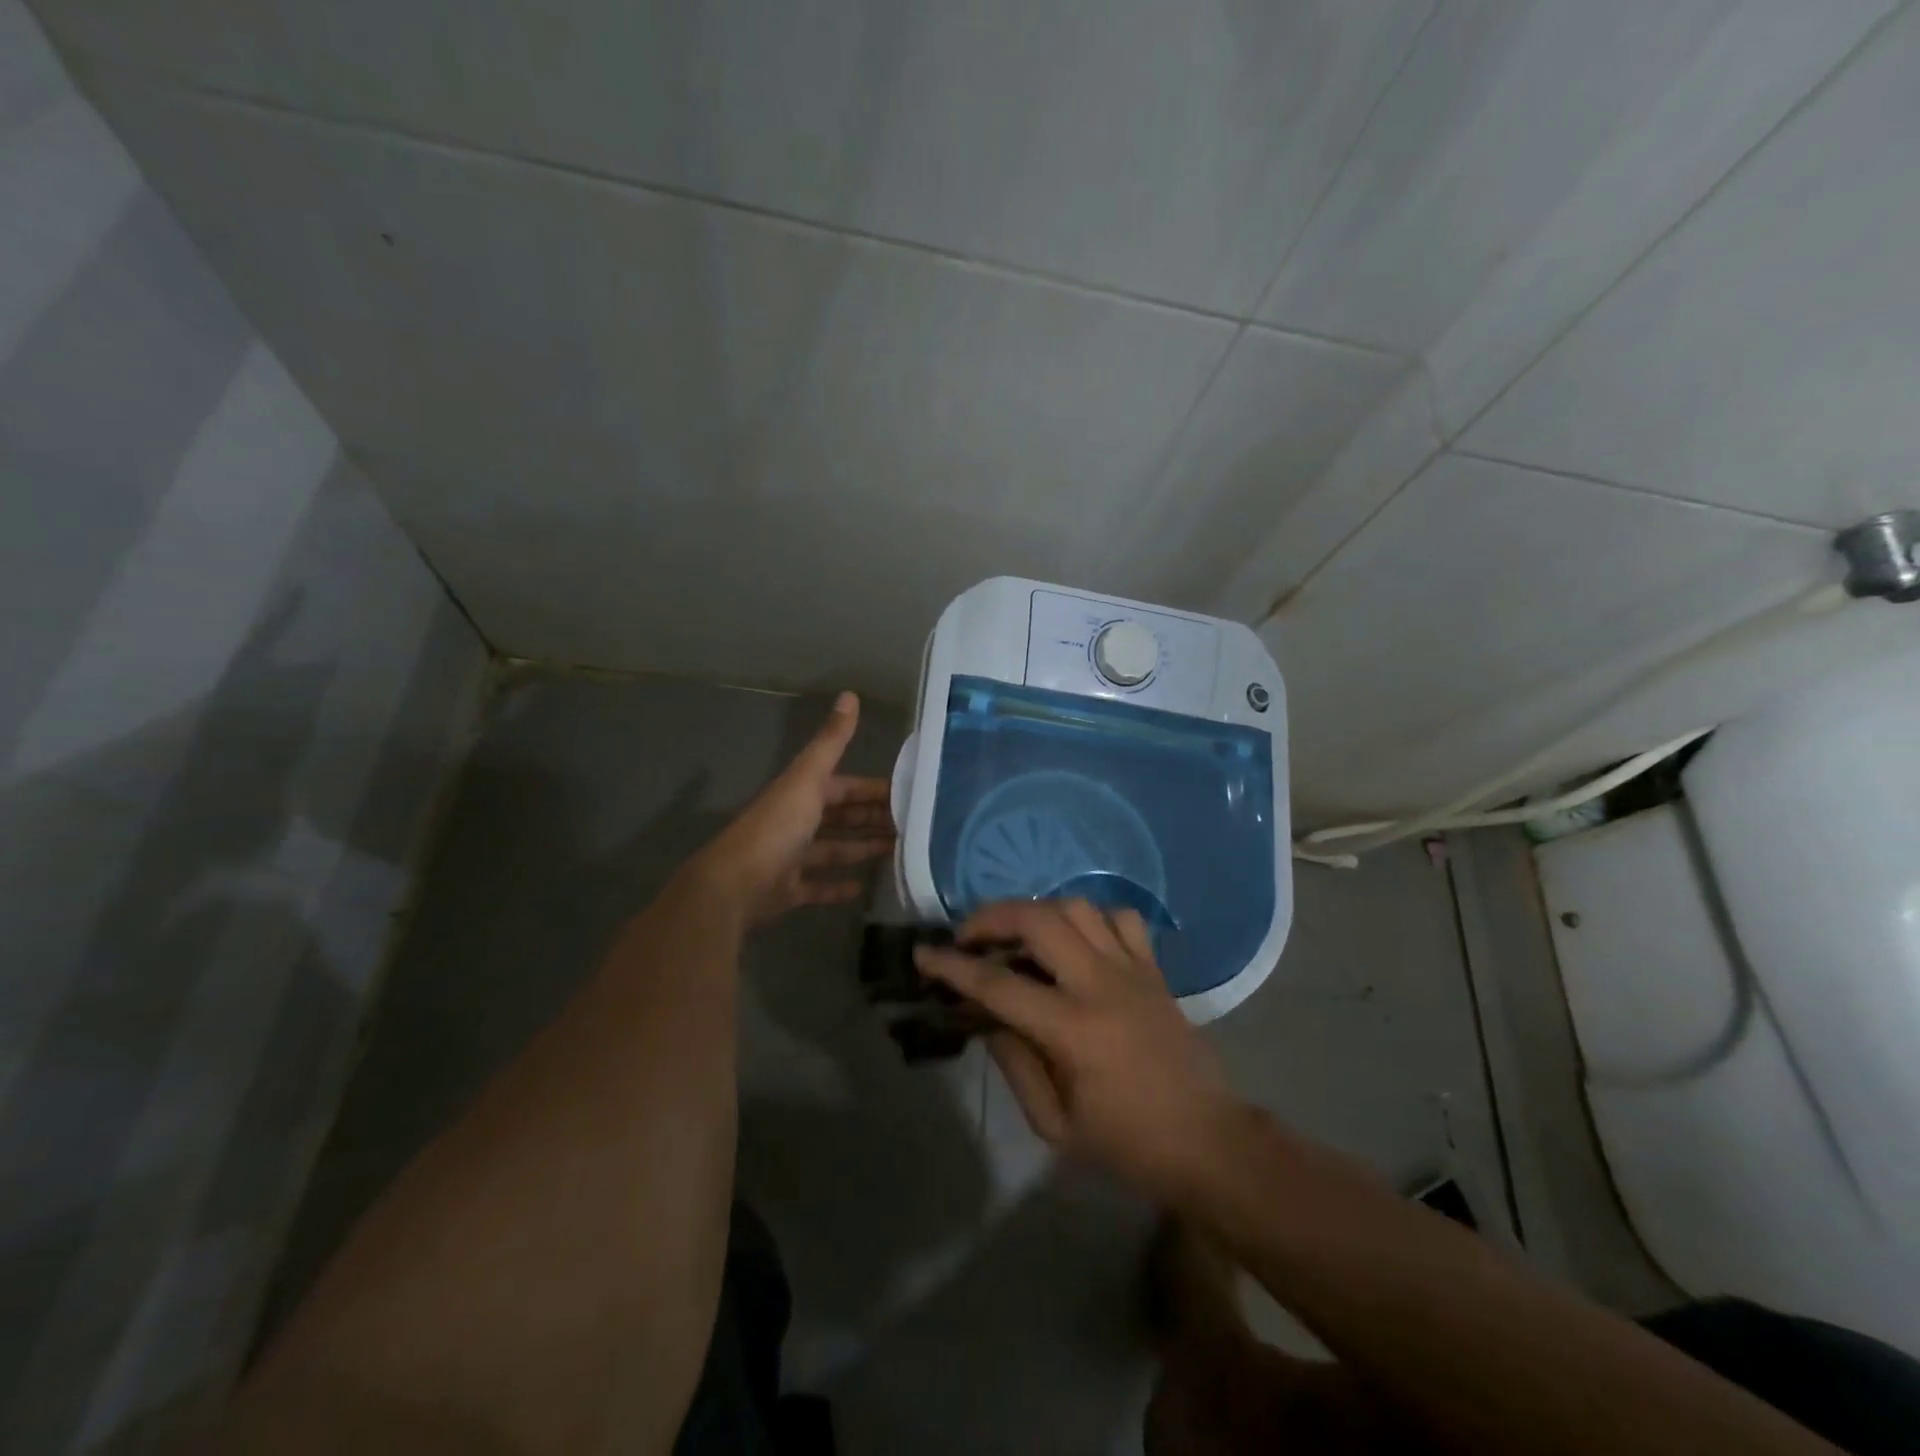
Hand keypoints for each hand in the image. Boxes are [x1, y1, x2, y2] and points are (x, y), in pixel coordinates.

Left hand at [691, 692, 894, 924]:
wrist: (733, 885)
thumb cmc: (776, 828)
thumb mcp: (808, 779)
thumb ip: (831, 742)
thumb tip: (850, 694)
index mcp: (802, 793)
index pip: (845, 786)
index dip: (873, 789)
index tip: (908, 796)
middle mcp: (796, 821)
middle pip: (841, 817)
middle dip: (872, 819)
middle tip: (911, 827)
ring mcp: (791, 858)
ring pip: (833, 850)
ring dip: (861, 849)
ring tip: (897, 853)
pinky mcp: (787, 890)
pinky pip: (817, 886)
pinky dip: (838, 886)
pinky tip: (862, 888)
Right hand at [915, 900, 1238, 1198]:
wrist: (1206, 1140)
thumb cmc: (1126, 1143)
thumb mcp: (1055, 1125)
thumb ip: (1016, 1065)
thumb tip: (990, 1019)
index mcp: (1072, 1029)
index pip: (997, 983)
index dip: (953, 966)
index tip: (924, 954)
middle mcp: (1100, 984)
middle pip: (1038, 920)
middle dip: (992, 916)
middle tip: (969, 934)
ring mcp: (1132, 969)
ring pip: (1078, 907)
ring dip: (1038, 910)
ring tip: (1017, 933)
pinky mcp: (1154, 969)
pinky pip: (1122, 919)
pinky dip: (1093, 918)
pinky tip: (1078, 939)